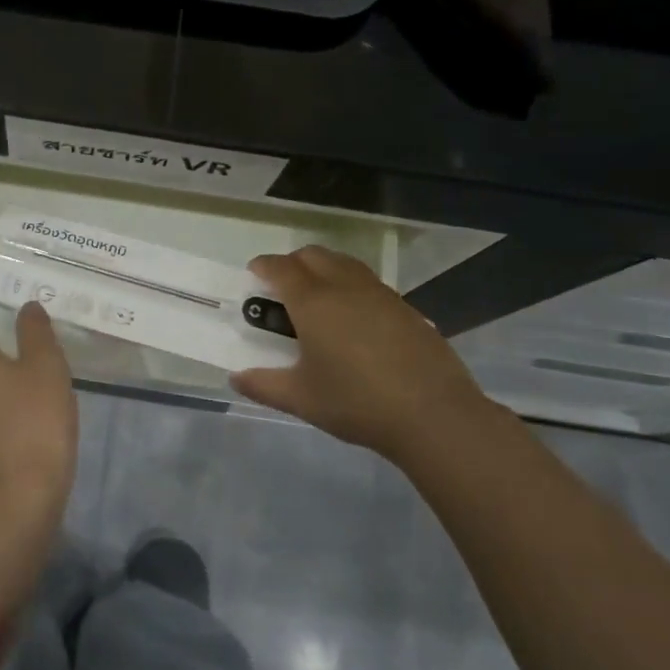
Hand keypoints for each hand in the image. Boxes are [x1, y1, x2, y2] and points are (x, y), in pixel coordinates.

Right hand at [231, 245, 496, 458]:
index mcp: (313, 302)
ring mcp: (379, 293)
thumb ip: (264, 385)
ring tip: (318, 297)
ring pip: (344, 263)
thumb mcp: (302, 399)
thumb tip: (235, 378)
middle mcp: (344, 286)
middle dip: (293, 262)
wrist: (433, 414)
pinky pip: (368, 282)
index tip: (254, 273)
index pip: (281, 268)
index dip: (263, 266)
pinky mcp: (405, 307)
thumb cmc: (357, 402)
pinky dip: (350, 285)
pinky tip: (354, 318)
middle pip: (313, 255)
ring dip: (324, 268)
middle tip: (283, 286)